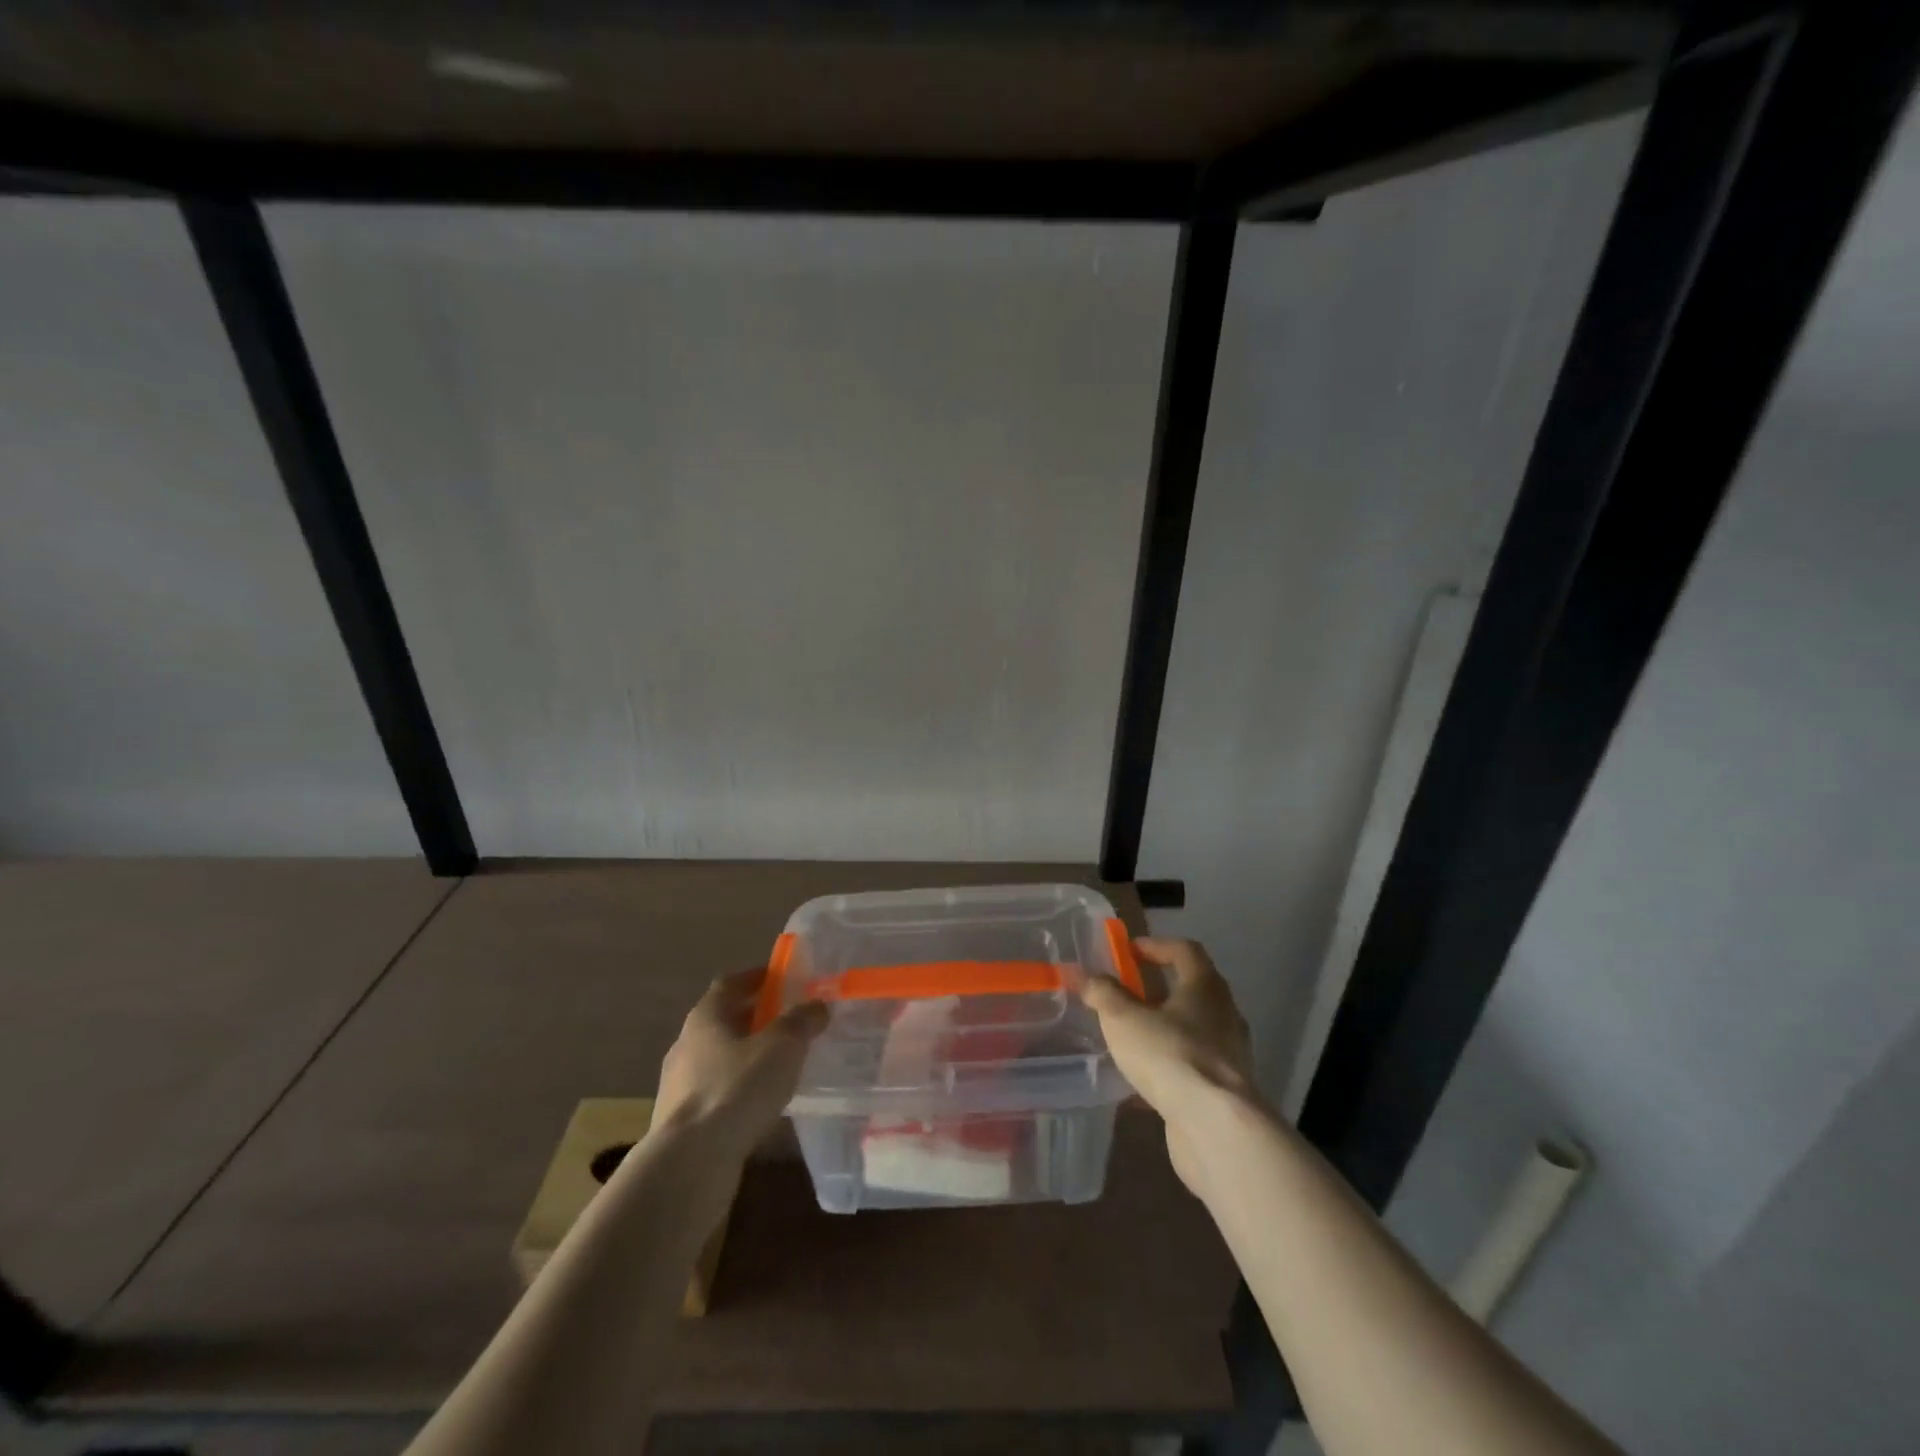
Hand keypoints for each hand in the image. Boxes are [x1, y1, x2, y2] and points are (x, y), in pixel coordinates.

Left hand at [653, 968, 828, 1159]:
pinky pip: (718, 1093)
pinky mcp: (682, 1122)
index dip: (757, 977)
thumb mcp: (782, 1046)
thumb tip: (817, 1005)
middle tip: (791, 1020)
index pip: (731, 983)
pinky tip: (762, 1104)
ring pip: (720, 1059)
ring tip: (782, 1064)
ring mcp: (680, 1086)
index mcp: (706, 1017)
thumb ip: (801, 1021)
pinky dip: (740, 1090)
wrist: (690, 1163)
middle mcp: (686, 1044)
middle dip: (757, 1018)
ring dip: (748, 1057)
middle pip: (725, 1021)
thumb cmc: (737, 1088)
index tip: (783, 978)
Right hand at [1080, 937, 1258, 1193]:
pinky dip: (1169, 1066)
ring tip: (1130, 1039)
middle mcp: (1224, 1014)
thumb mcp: (1123, 1019)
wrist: (1215, 1126)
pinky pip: (1193, 1066)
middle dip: (1158, 989)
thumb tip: (1084, 974)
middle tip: (1126, 994)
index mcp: (1205, 986)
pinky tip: (1141, 1084)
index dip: (1156, 945)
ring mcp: (1229, 1054)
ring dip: (1164, 1029)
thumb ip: (1103, 994)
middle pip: (1192, 989)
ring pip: (1193, 1030)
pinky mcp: (1226, 1090)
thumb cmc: (1170, 1055)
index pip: (1185, 950)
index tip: (1129, 951)